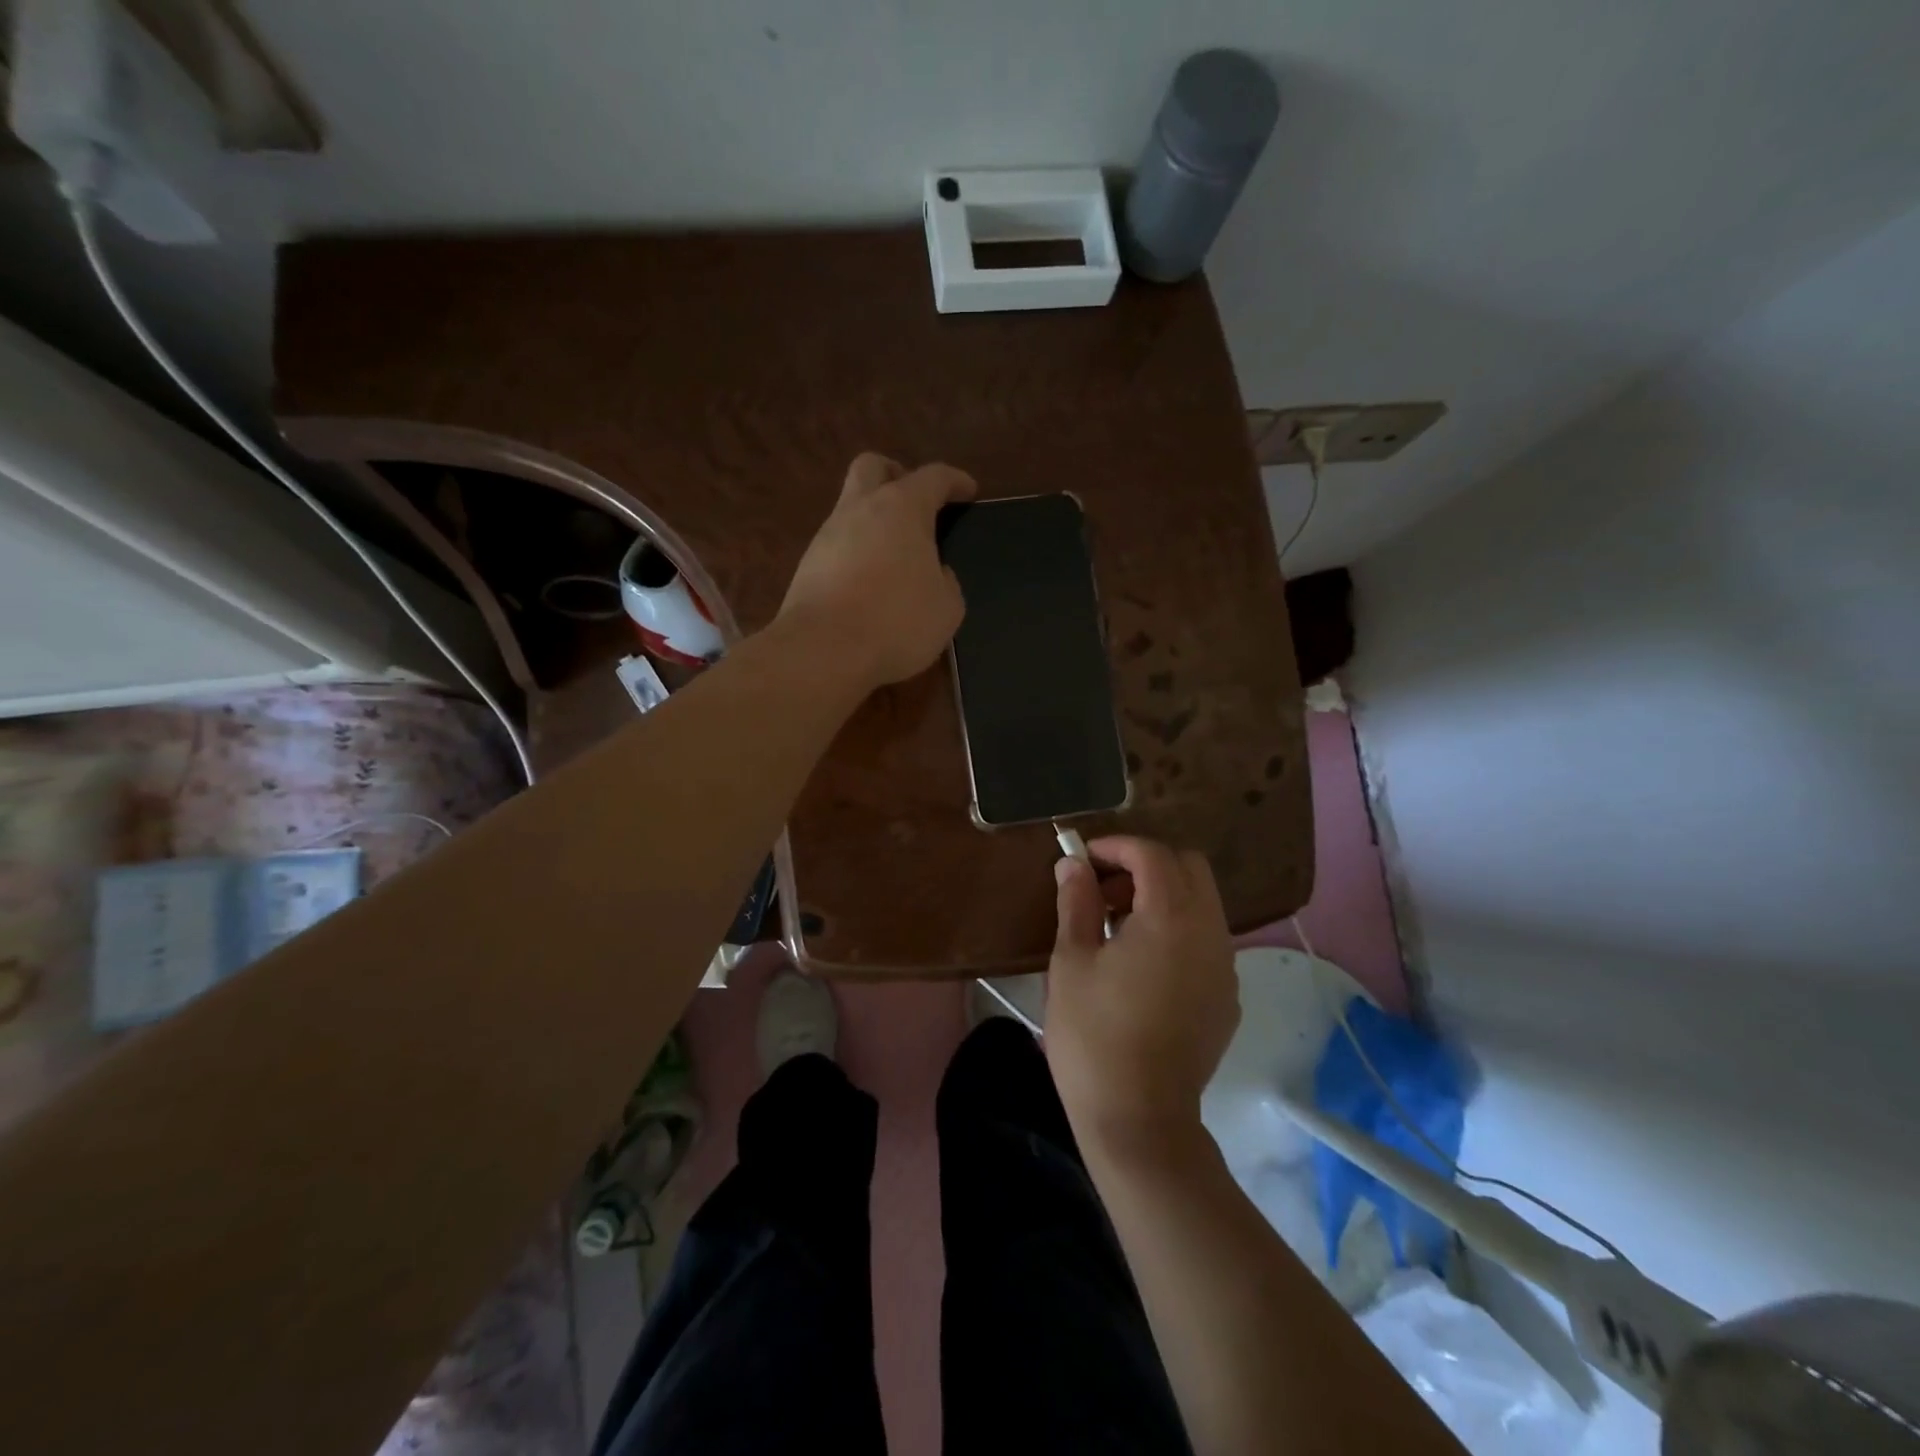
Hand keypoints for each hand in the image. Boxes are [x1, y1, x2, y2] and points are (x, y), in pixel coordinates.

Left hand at [778, 453, 976, 687]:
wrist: (823, 650)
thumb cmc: (897, 622)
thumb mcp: (946, 608)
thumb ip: (947, 582)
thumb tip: (936, 574)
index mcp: (902, 508)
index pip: (933, 477)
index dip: (955, 481)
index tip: (968, 491)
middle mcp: (861, 509)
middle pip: (873, 467)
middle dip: (896, 474)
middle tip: (916, 501)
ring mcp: (827, 535)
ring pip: (851, 507)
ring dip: (874, 519)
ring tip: (895, 553)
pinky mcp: (807, 565)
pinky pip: (838, 544)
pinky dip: (857, 552)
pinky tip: (870, 581)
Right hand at [1046, 837, 1240, 1148]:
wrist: (1139, 1119)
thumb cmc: (1093, 1035)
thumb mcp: (1071, 962)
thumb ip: (1076, 901)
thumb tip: (1072, 864)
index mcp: (1171, 918)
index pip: (1153, 854)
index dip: (1116, 846)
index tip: (1083, 859)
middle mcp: (1210, 932)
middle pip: (1189, 868)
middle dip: (1145, 864)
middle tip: (1103, 890)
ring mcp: (1225, 967)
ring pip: (1202, 902)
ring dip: (1163, 895)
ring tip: (1117, 926)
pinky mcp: (1227, 997)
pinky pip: (1207, 939)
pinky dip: (1178, 928)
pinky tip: (1142, 964)